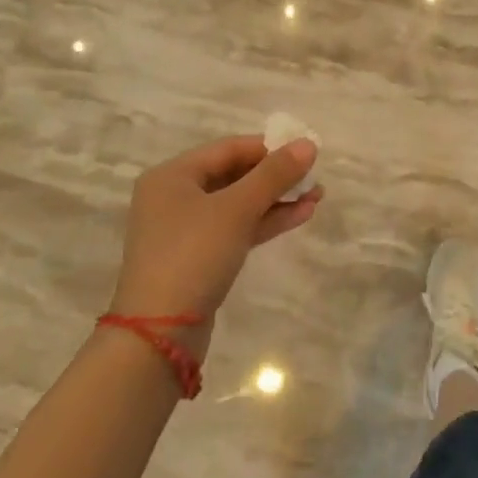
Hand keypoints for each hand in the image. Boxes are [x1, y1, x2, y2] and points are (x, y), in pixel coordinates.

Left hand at [108, 135, 321, 358]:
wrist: (161, 334)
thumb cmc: (193, 254)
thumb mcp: (237, 209)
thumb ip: (274, 174)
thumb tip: (308, 144)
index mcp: (172, 175)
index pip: (228, 148)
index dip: (269, 147)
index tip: (306, 151)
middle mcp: (174, 197)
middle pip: (233, 175)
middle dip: (276, 176)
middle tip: (315, 177)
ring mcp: (184, 230)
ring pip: (238, 204)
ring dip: (276, 200)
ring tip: (317, 197)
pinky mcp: (197, 258)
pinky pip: (235, 229)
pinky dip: (264, 222)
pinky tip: (299, 216)